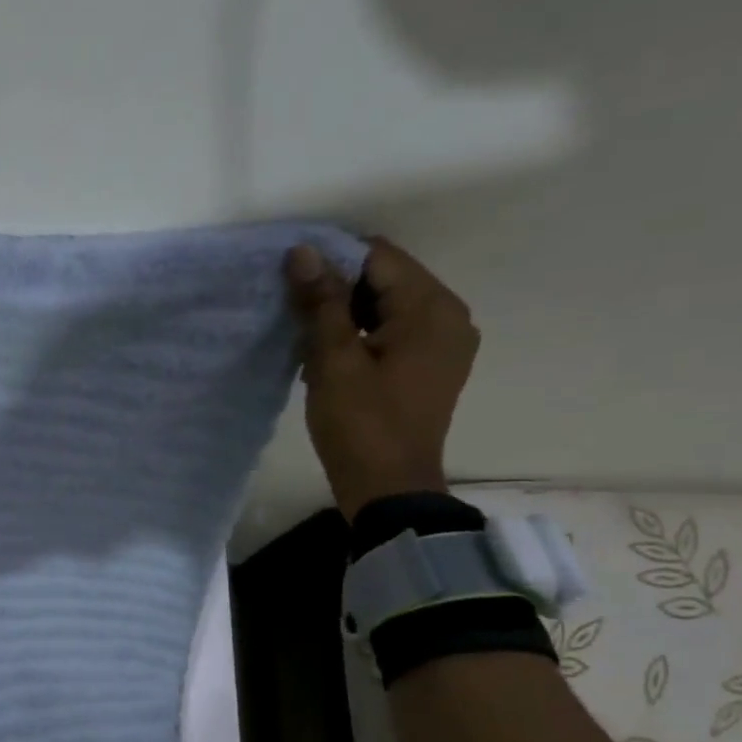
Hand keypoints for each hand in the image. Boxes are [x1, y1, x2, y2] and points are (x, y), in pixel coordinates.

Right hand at [284, 237, 477, 521]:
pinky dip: (364, 333)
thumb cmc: (361, 425)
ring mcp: (445, 343)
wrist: (389, 490)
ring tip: (308, 333)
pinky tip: (333, 354)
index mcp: (431, 308)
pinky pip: (396, 331)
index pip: (378, 257)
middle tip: (295, 309)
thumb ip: (321, 302)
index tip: (292, 279)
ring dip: (348, 312)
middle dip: (339, 287)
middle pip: (387, 278)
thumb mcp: (334, 361)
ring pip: (389, 305)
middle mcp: (449, 315)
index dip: (331, 259)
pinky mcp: (433, 366)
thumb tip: (303, 251)